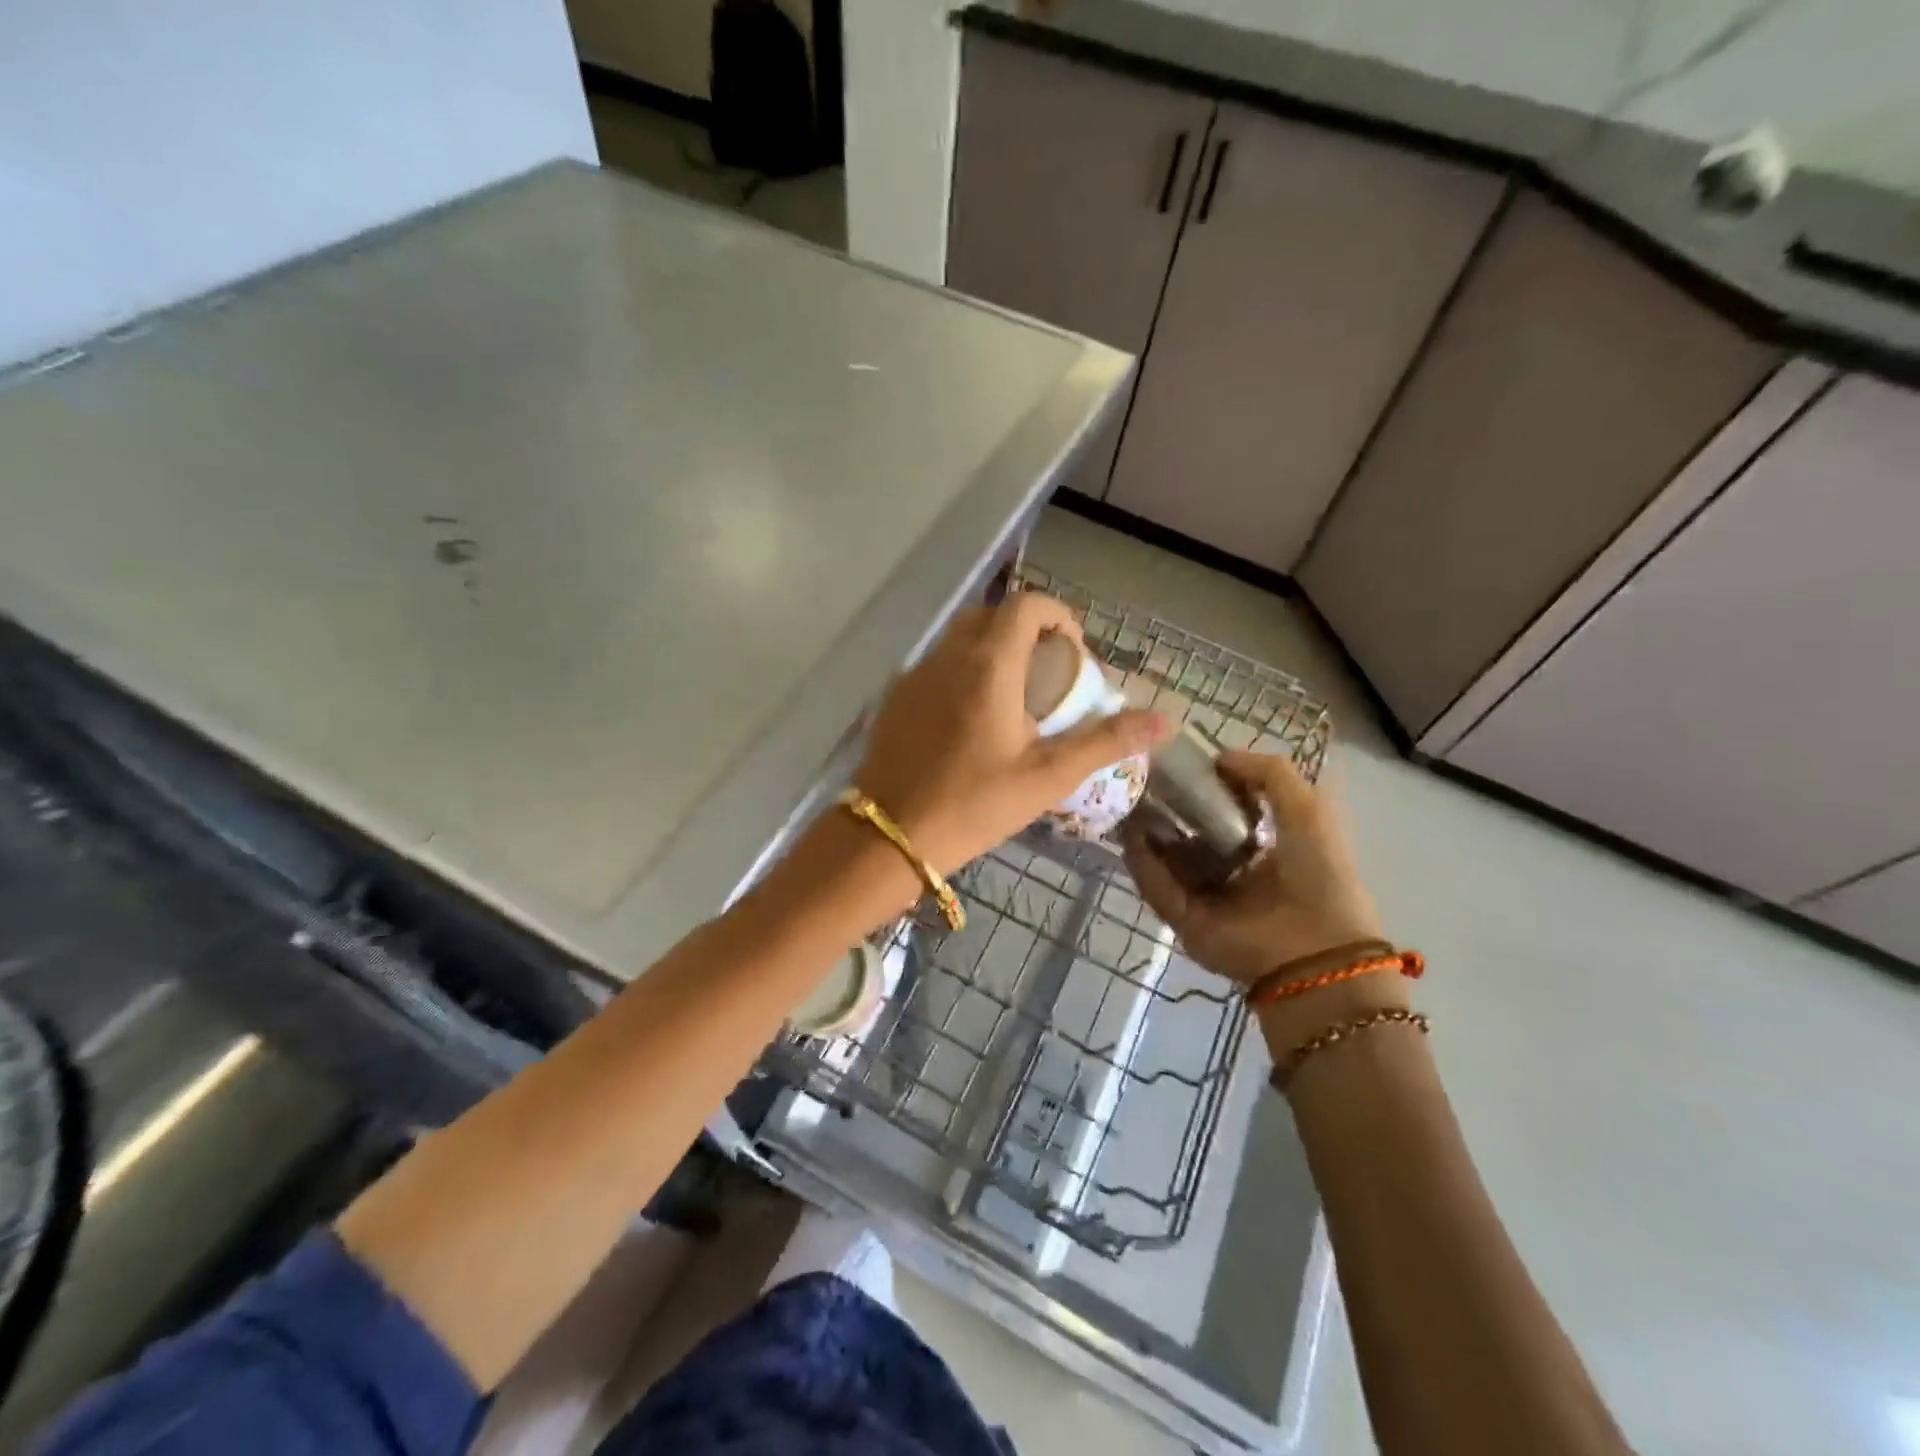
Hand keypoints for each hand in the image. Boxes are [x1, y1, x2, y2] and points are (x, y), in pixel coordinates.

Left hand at [854, 593, 1170, 874]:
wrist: (890, 836)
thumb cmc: (974, 805)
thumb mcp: (1047, 777)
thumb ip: (1106, 741)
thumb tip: (1164, 720)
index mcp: (988, 665)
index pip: (1026, 605)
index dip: (1057, 616)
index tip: (1074, 652)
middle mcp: (947, 657)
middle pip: (991, 615)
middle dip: (1025, 631)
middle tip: (1046, 675)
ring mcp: (914, 675)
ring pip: (958, 639)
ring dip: (991, 650)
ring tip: (1012, 699)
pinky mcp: (894, 698)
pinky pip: (935, 666)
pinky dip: (961, 672)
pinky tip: (970, 721)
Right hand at [1121, 750, 1385, 985]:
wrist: (1317, 949)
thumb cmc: (1319, 872)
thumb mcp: (1308, 808)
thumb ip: (1268, 773)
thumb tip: (1219, 756)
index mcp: (1265, 851)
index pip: (1223, 815)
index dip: (1202, 789)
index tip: (1179, 765)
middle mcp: (1232, 874)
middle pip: (1188, 836)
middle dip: (1166, 809)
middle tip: (1143, 780)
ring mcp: (1206, 899)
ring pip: (1166, 861)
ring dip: (1146, 833)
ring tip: (1127, 801)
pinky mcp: (1184, 921)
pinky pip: (1157, 887)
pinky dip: (1141, 863)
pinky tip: (1130, 834)